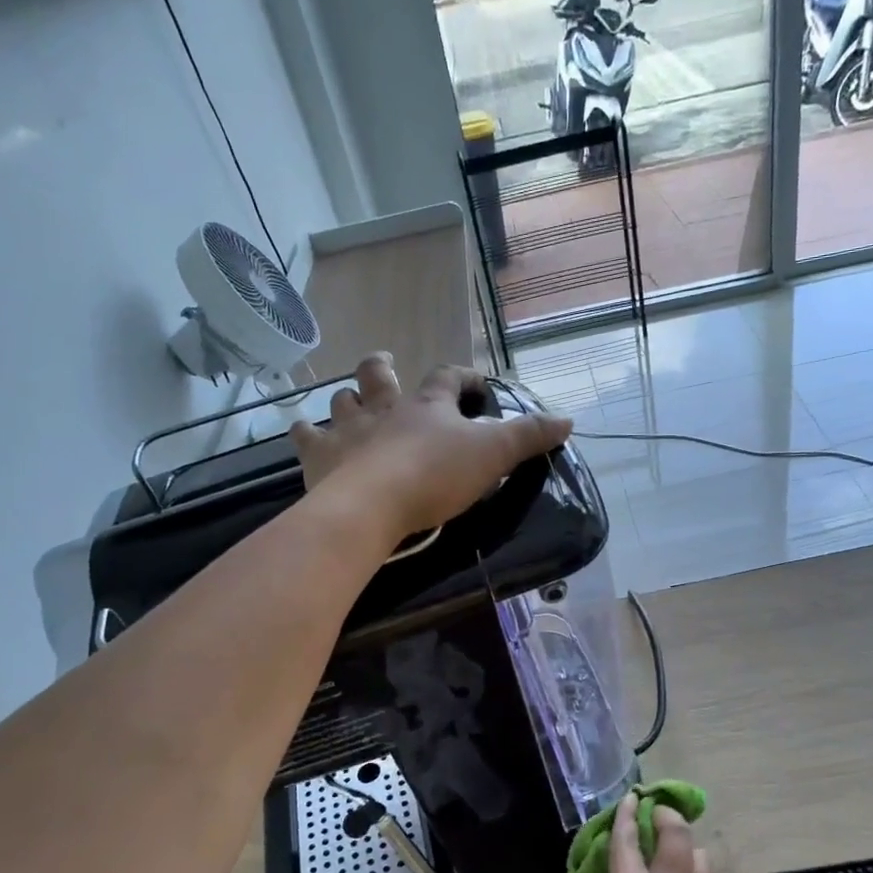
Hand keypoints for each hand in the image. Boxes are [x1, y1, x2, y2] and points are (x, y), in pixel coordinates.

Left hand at [288, 355, 571, 541]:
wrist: (372, 506)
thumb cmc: (435, 476)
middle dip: (383, 368)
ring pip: (341, 400)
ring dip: (346, 400)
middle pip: (379, 374)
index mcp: (427, 405)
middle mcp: (384, 407)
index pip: (448, 377)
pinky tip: (303, 434)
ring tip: (350, 405)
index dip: (463, 377)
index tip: (474, 385)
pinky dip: (304, 433)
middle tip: (385, 366)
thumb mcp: (493, 455)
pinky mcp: (319, 456)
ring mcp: (347, 429)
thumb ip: (529, 436)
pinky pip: (304, 436)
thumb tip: (568, 419)